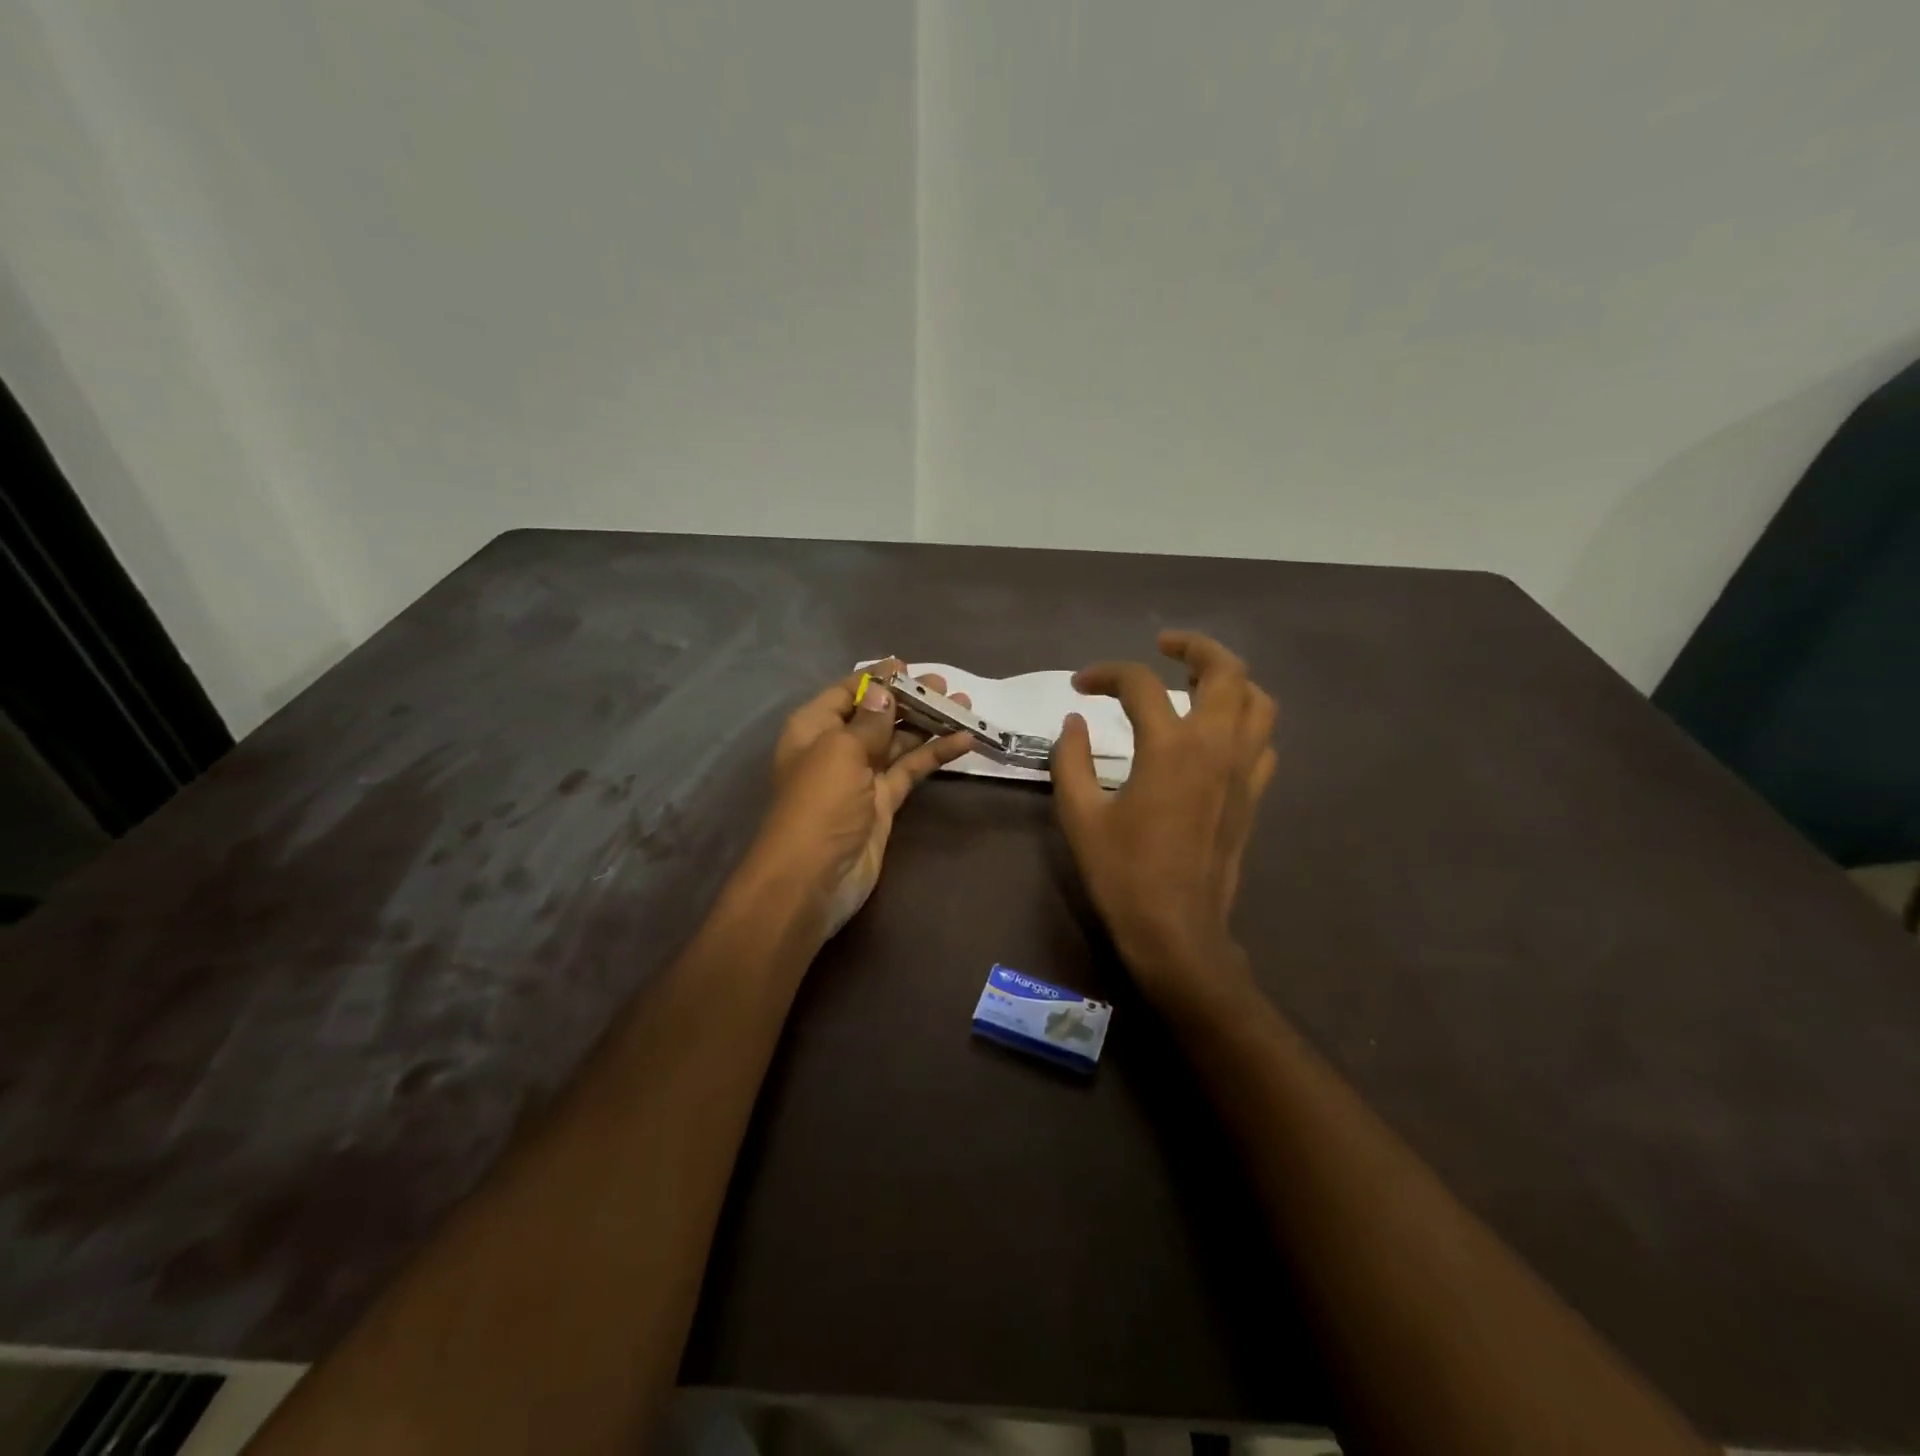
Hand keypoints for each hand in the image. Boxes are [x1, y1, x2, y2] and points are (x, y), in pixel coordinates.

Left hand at [750, 660, 974, 937]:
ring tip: (965, 707)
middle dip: (910, 699)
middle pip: (877, 714)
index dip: (877, 679)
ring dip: (929, 724)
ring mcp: (861, 776)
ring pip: (899, 741)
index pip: (847, 692)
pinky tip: (963, 741)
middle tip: (946, 686)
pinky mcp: (883, 802)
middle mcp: (836, 747)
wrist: (813, 879)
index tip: (910, 667)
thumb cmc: (819, 805)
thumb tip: (883, 689)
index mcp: (814, 728)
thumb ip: (869, 720)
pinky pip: (911, 770)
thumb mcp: (840, 752)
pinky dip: (935, 755)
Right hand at [1051, 631, 1276, 1013]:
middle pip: (1225, 670)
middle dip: (1194, 646)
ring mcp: (1243, 770)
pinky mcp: (1254, 795)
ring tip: (1197, 681)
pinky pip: (1264, 741)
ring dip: (1230, 678)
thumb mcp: (1080, 815)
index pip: (1140, 684)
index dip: (1105, 674)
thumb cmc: (1123, 874)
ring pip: (1259, 700)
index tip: (1080, 686)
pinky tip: (1217, 733)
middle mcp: (1216, 746)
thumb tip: (1073, 722)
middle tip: (1163, 645)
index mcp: (1169, 748)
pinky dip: (1245, 721)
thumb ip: (1071, 760)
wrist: (1177, 930)